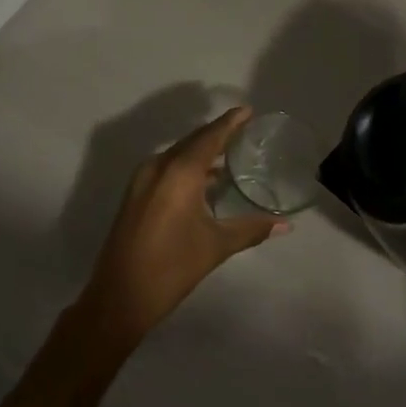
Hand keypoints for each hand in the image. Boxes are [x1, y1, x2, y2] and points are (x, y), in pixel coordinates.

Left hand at [77, 107, 287, 344]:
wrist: (120, 296)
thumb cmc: (172, 266)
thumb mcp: (216, 246)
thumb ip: (251, 229)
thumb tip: (285, 225)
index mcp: (179, 171)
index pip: (210, 137)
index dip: (230, 122)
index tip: (248, 110)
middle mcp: (158, 167)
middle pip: (192, 142)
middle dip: (217, 135)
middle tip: (244, 131)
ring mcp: (142, 180)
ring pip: (178, 155)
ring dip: (201, 153)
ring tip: (229, 155)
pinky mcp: (135, 195)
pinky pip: (166, 169)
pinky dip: (187, 168)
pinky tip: (204, 182)